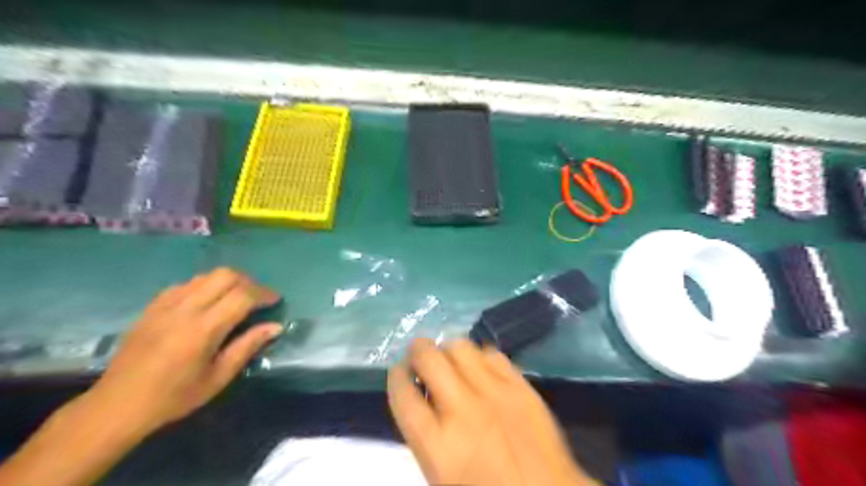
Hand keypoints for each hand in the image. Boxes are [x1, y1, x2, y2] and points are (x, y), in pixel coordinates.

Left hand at [85, 268, 280, 433]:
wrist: (117, 406)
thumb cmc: (174, 397)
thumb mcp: (218, 377)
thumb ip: (248, 346)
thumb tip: (276, 326)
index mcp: (203, 329)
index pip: (242, 296)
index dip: (264, 294)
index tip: (275, 300)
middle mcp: (185, 309)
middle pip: (225, 275)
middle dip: (248, 282)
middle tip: (257, 298)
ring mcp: (165, 305)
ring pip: (205, 275)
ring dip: (227, 281)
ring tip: (236, 298)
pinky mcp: (152, 307)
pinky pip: (186, 284)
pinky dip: (204, 286)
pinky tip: (207, 302)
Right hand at [389, 339, 600, 485]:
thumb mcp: (441, 473)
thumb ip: (425, 432)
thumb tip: (419, 395)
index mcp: (438, 445)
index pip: (403, 394)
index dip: (396, 376)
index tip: (398, 371)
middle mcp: (463, 410)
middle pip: (428, 358)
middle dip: (417, 351)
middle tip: (419, 356)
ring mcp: (495, 393)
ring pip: (460, 347)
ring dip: (448, 350)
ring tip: (450, 360)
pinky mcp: (520, 385)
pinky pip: (491, 354)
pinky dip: (479, 357)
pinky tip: (480, 368)